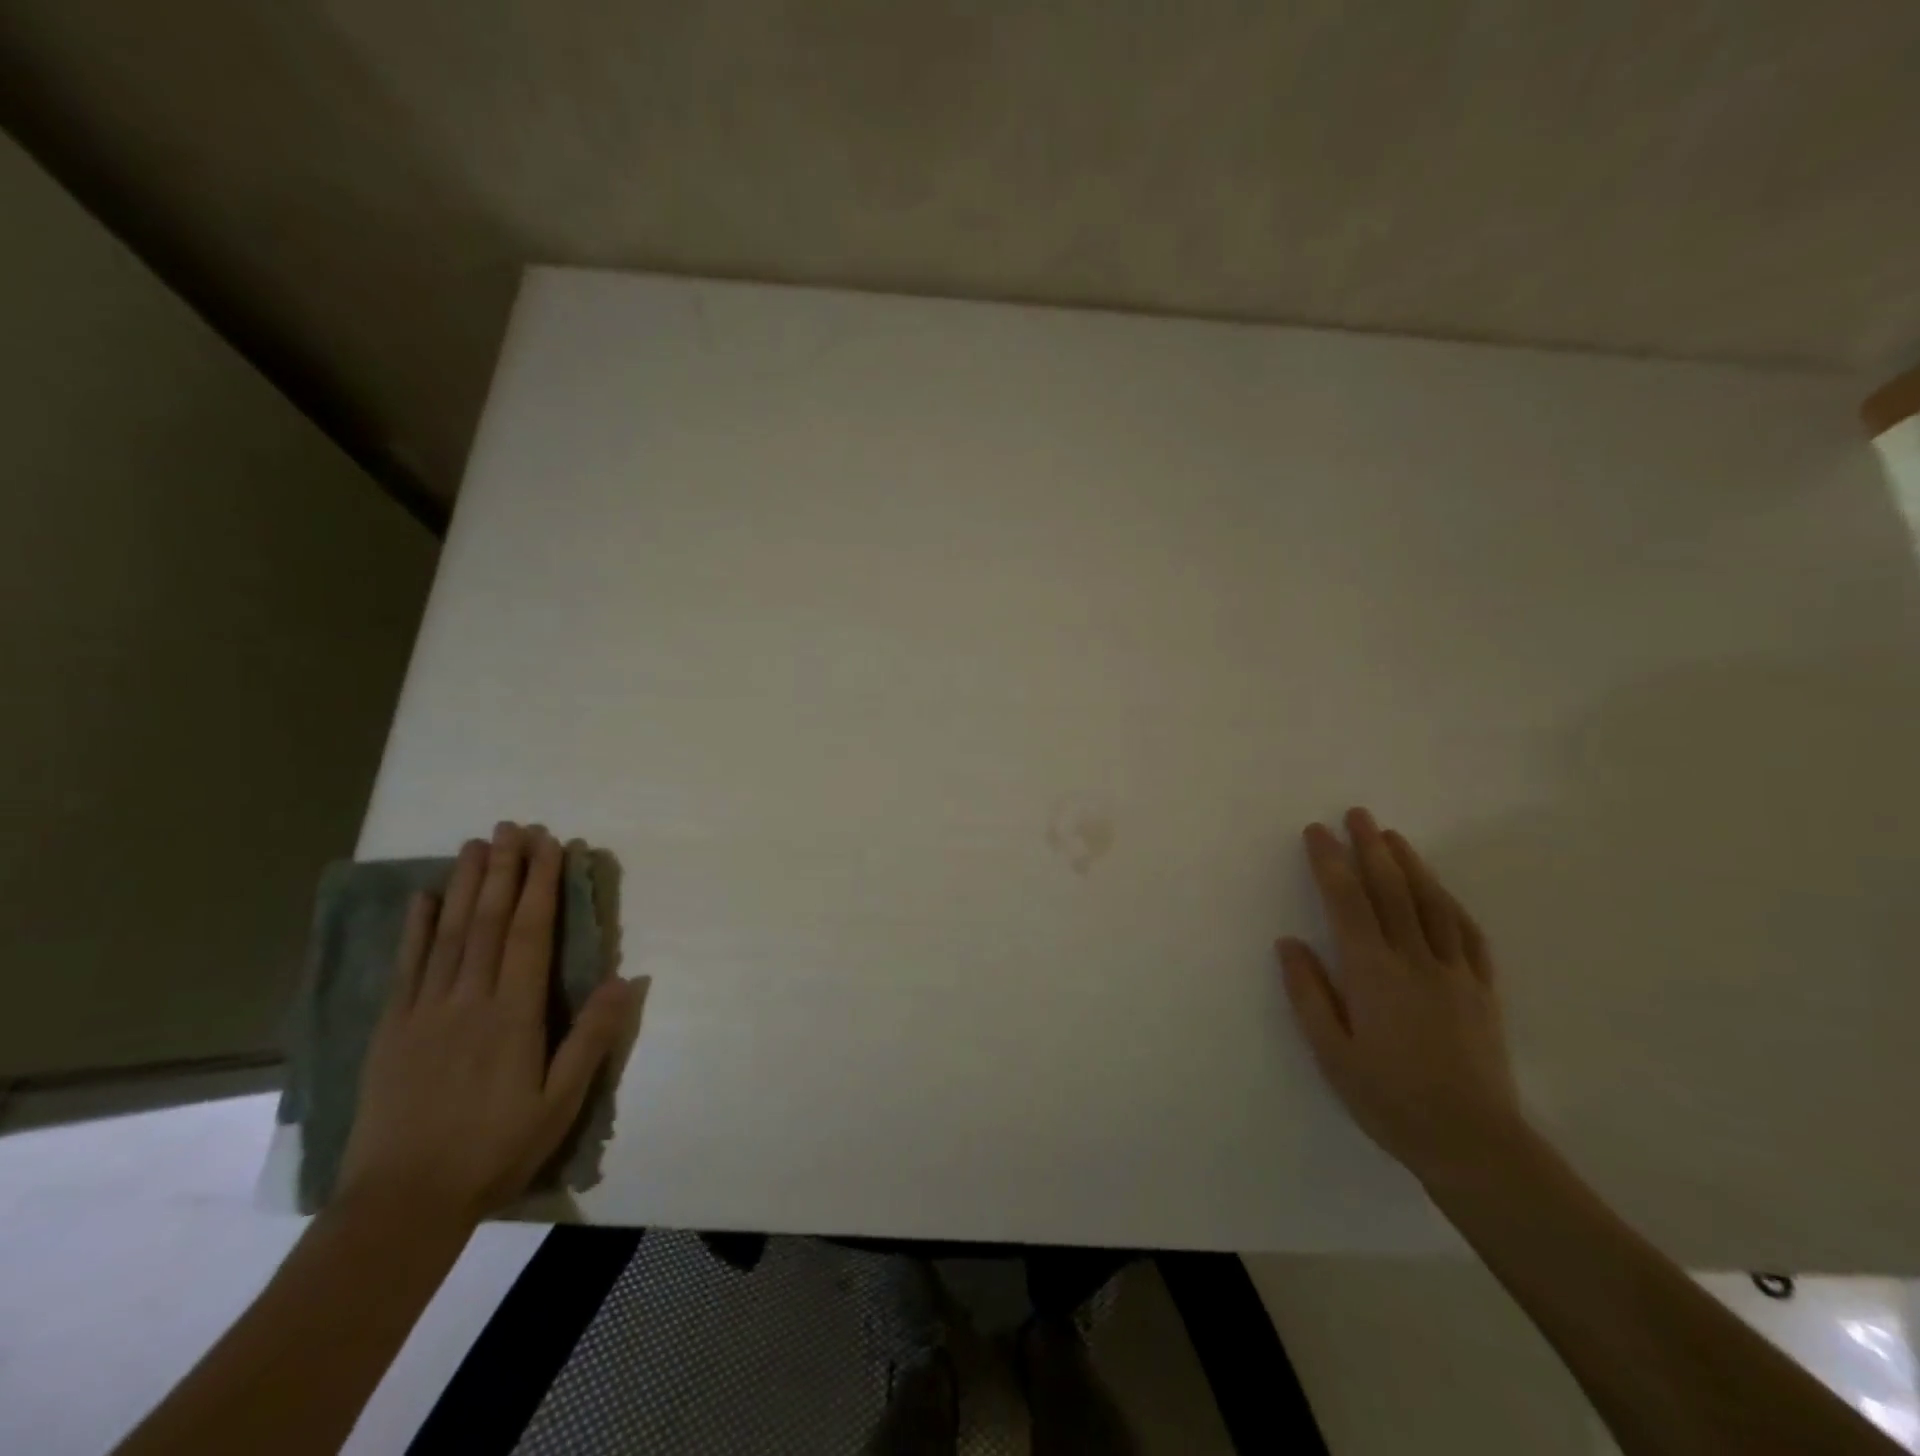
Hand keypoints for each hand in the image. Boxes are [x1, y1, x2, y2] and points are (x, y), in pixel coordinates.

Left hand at [337, 823, 637, 1227]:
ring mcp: (424, 1012)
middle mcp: (468, 1000)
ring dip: (465, 885)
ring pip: (449, 934)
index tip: (551, 846)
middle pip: (489, 922)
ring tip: (476, 844)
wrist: (400, 1206)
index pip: (530, 934)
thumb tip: (625, 978)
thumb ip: (591, 1038)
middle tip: (514, 826)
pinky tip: (423, 898)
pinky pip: (406, 967)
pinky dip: (415, 928)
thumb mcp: (559, 1102)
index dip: (542, 885)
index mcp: (513, 1015)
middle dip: (505, 870)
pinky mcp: (391, 1030)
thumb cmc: (494, 1150)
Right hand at [1277, 807, 1523, 1187]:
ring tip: (1393, 837)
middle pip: (1391, 891)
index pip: (1347, 902)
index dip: (1330, 862)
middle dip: (1370, 848)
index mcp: (1372, 973)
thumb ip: (1308, 993)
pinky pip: (1467, 933)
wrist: (1472, 1143)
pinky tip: (1440, 890)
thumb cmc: (1388, 1098)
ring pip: (1431, 904)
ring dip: (1410, 864)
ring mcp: (1454, 972)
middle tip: (1357, 814)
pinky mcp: (1482, 990)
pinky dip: (1449, 903)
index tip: (1316, 832)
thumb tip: (1290, 942)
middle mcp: (1414, 961)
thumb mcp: (1331, 1053)